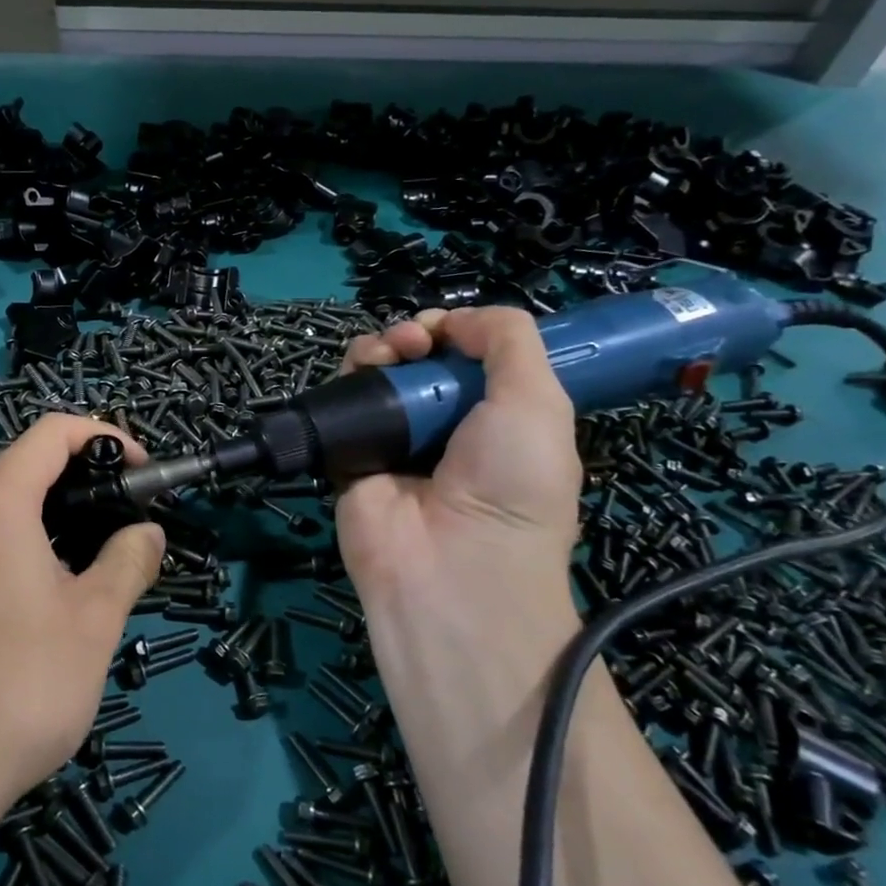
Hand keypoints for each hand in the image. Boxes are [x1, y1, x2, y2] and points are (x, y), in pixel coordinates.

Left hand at [0, 415, 163, 833]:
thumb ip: (127, 562)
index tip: (138, 472)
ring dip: (47, 518)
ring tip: (86, 567)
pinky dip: (13, 545)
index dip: (103, 436)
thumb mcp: (93, 623)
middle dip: (78, 482)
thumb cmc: (17, 690)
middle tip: (120, 525)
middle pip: (21, 468)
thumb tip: (146, 533)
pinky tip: (35, 601)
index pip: (50, 433)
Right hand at [334, 307, 582, 653]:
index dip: (462, 332)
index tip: (452, 330)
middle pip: (422, 358)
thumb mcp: (540, 403)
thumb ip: (509, 341)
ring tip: (392, 353)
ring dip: (384, 345)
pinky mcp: (351, 449)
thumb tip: (456, 319)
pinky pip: (345, 397)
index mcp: (498, 418)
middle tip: (418, 341)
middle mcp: (446, 425)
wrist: (450, 566)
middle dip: (420, 333)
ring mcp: (396, 437)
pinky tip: (364, 368)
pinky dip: (351, 371)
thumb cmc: (511, 484)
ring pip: (381, 370)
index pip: (472, 359)